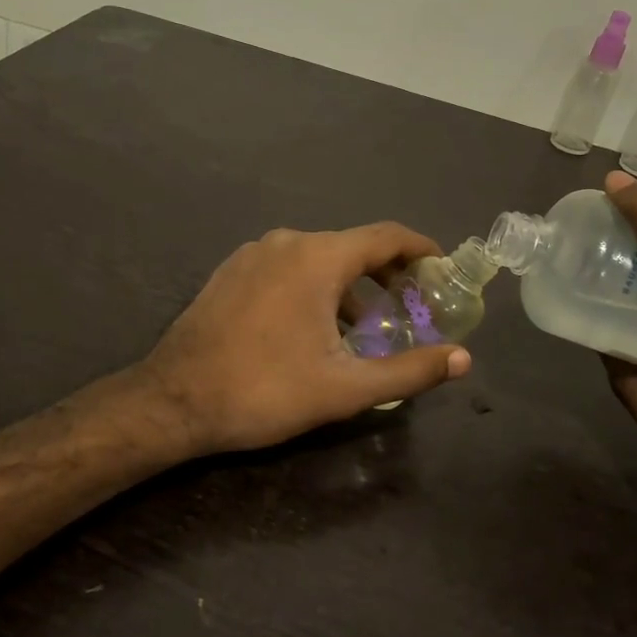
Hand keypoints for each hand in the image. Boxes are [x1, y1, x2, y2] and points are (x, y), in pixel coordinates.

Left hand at [141, 224, 472, 456]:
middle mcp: (286, 242)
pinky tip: (314, 327)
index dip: (420, 249)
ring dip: (348, 286)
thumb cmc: (265, 390)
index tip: (442, 269)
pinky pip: (286, 268)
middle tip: (411, 306)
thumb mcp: (346, 388)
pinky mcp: (230, 272)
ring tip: (364, 327)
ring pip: (317, 258)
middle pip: (352, 246)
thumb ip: (409, 371)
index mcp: (317, 257)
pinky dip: (313, 286)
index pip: (386, 236)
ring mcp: (252, 254)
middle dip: (386, 273)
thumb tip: (463, 359)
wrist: (174, 400)